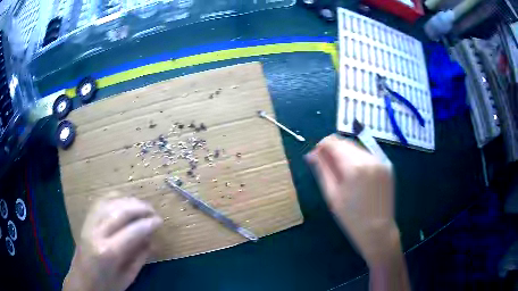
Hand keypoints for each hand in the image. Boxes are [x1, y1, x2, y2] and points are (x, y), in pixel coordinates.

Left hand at [63, 195, 162, 290]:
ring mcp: (88, 224)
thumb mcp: (127, 277)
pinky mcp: (85, 221)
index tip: (160, 221)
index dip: (148, 223)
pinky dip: (113, 197)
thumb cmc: (106, 286)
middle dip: (140, 207)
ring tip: (141, 205)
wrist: (82, 282)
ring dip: (128, 200)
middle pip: (120, 211)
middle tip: (153, 211)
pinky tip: (123, 200)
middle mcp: (96, 233)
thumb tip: (151, 239)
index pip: (132, 231)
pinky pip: (100, 202)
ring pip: (109, 202)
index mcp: (108, 252)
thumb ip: (139, 257)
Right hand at [306, 135, 399, 265]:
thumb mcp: (332, 195)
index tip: (315, 156)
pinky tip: (355, 175)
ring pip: (357, 148)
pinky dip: (358, 159)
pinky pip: (368, 156)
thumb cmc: (351, 217)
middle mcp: (370, 158)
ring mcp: (381, 161)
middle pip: (346, 142)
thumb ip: (322, 169)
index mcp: (355, 166)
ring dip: (345, 154)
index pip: (334, 142)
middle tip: (324, 164)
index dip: (322, 145)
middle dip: (333, 149)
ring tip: (340, 172)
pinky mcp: (387, 166)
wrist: (378, 230)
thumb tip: (312, 154)